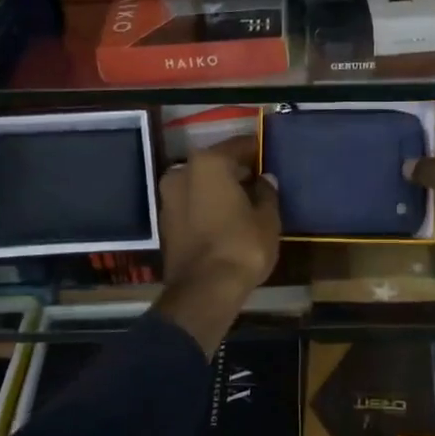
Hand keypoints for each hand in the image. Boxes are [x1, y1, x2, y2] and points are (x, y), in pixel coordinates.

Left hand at [155, 136, 279, 351]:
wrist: (204, 290)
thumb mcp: (267, 218)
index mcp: (209, 163)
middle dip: (235, 171)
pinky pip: (192, 204)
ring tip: (243, 203)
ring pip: (201, 184)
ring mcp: (168, 197)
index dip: (256, 151)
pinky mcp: (165, 222)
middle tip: (258, 182)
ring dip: (219, 190)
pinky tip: (225, 219)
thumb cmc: (242, 245)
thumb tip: (265, 179)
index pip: (239, 145)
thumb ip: (267, 192)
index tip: (269, 158)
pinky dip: (206, 206)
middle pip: (216, 163)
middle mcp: (182, 172)